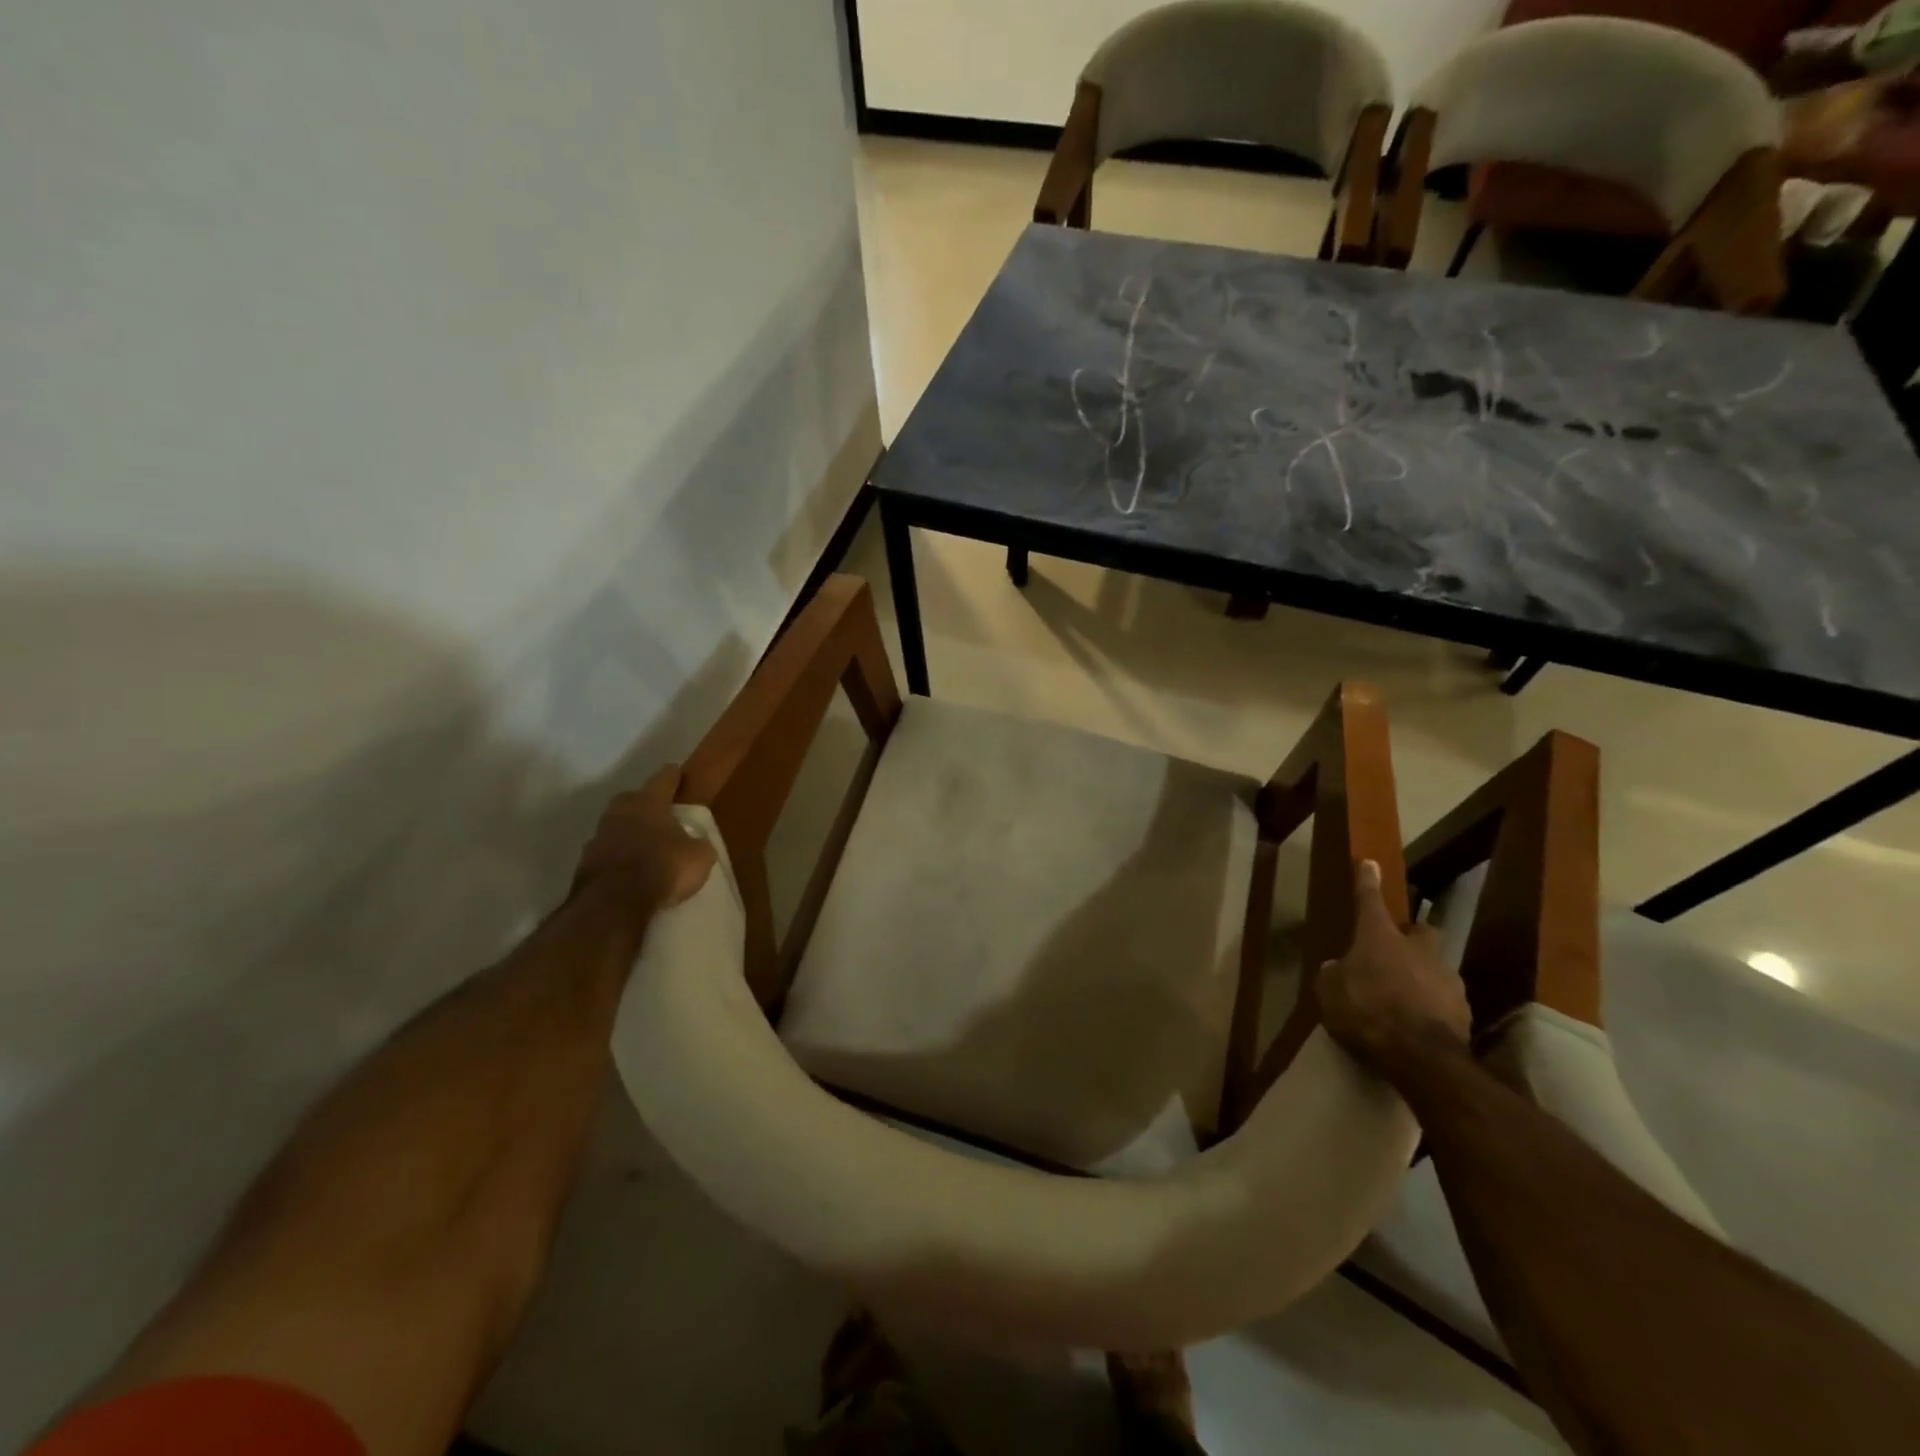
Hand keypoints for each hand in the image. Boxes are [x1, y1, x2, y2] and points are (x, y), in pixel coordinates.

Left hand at [574, 766, 715, 909]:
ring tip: (643, 843)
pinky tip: (627, 868)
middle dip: (643, 801)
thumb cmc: (663, 868)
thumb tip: (696, 842)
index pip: (663, 780)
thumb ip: (698, 844)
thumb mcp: (699, 857)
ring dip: (627, 831)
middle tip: (657, 810)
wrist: (613, 902)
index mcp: (649, 803)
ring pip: (615, 826)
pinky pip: (606, 852)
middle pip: (631, 799)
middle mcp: (620, 813)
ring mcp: (598, 837)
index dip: (672, 776)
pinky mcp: (585, 863)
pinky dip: (617, 856)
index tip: (676, 770)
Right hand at [1319, 859, 1469, 1069]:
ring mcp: (1446, 978)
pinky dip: (1430, 1004)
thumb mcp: (1330, 992)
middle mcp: (1417, 949)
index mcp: (1380, 937)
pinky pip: (1442, 998)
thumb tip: (1337, 968)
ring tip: (1403, 996)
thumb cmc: (1367, 1011)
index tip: (1369, 863)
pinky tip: (1417, 1021)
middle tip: (1396, 948)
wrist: (1422, 1057)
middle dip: (1411, 935)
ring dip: (1420, 974)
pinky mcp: (1464, 1009)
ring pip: (1434, 965)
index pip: (1370, 900)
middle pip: (1420, 931)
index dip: (1366, 882)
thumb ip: (1333, 975)